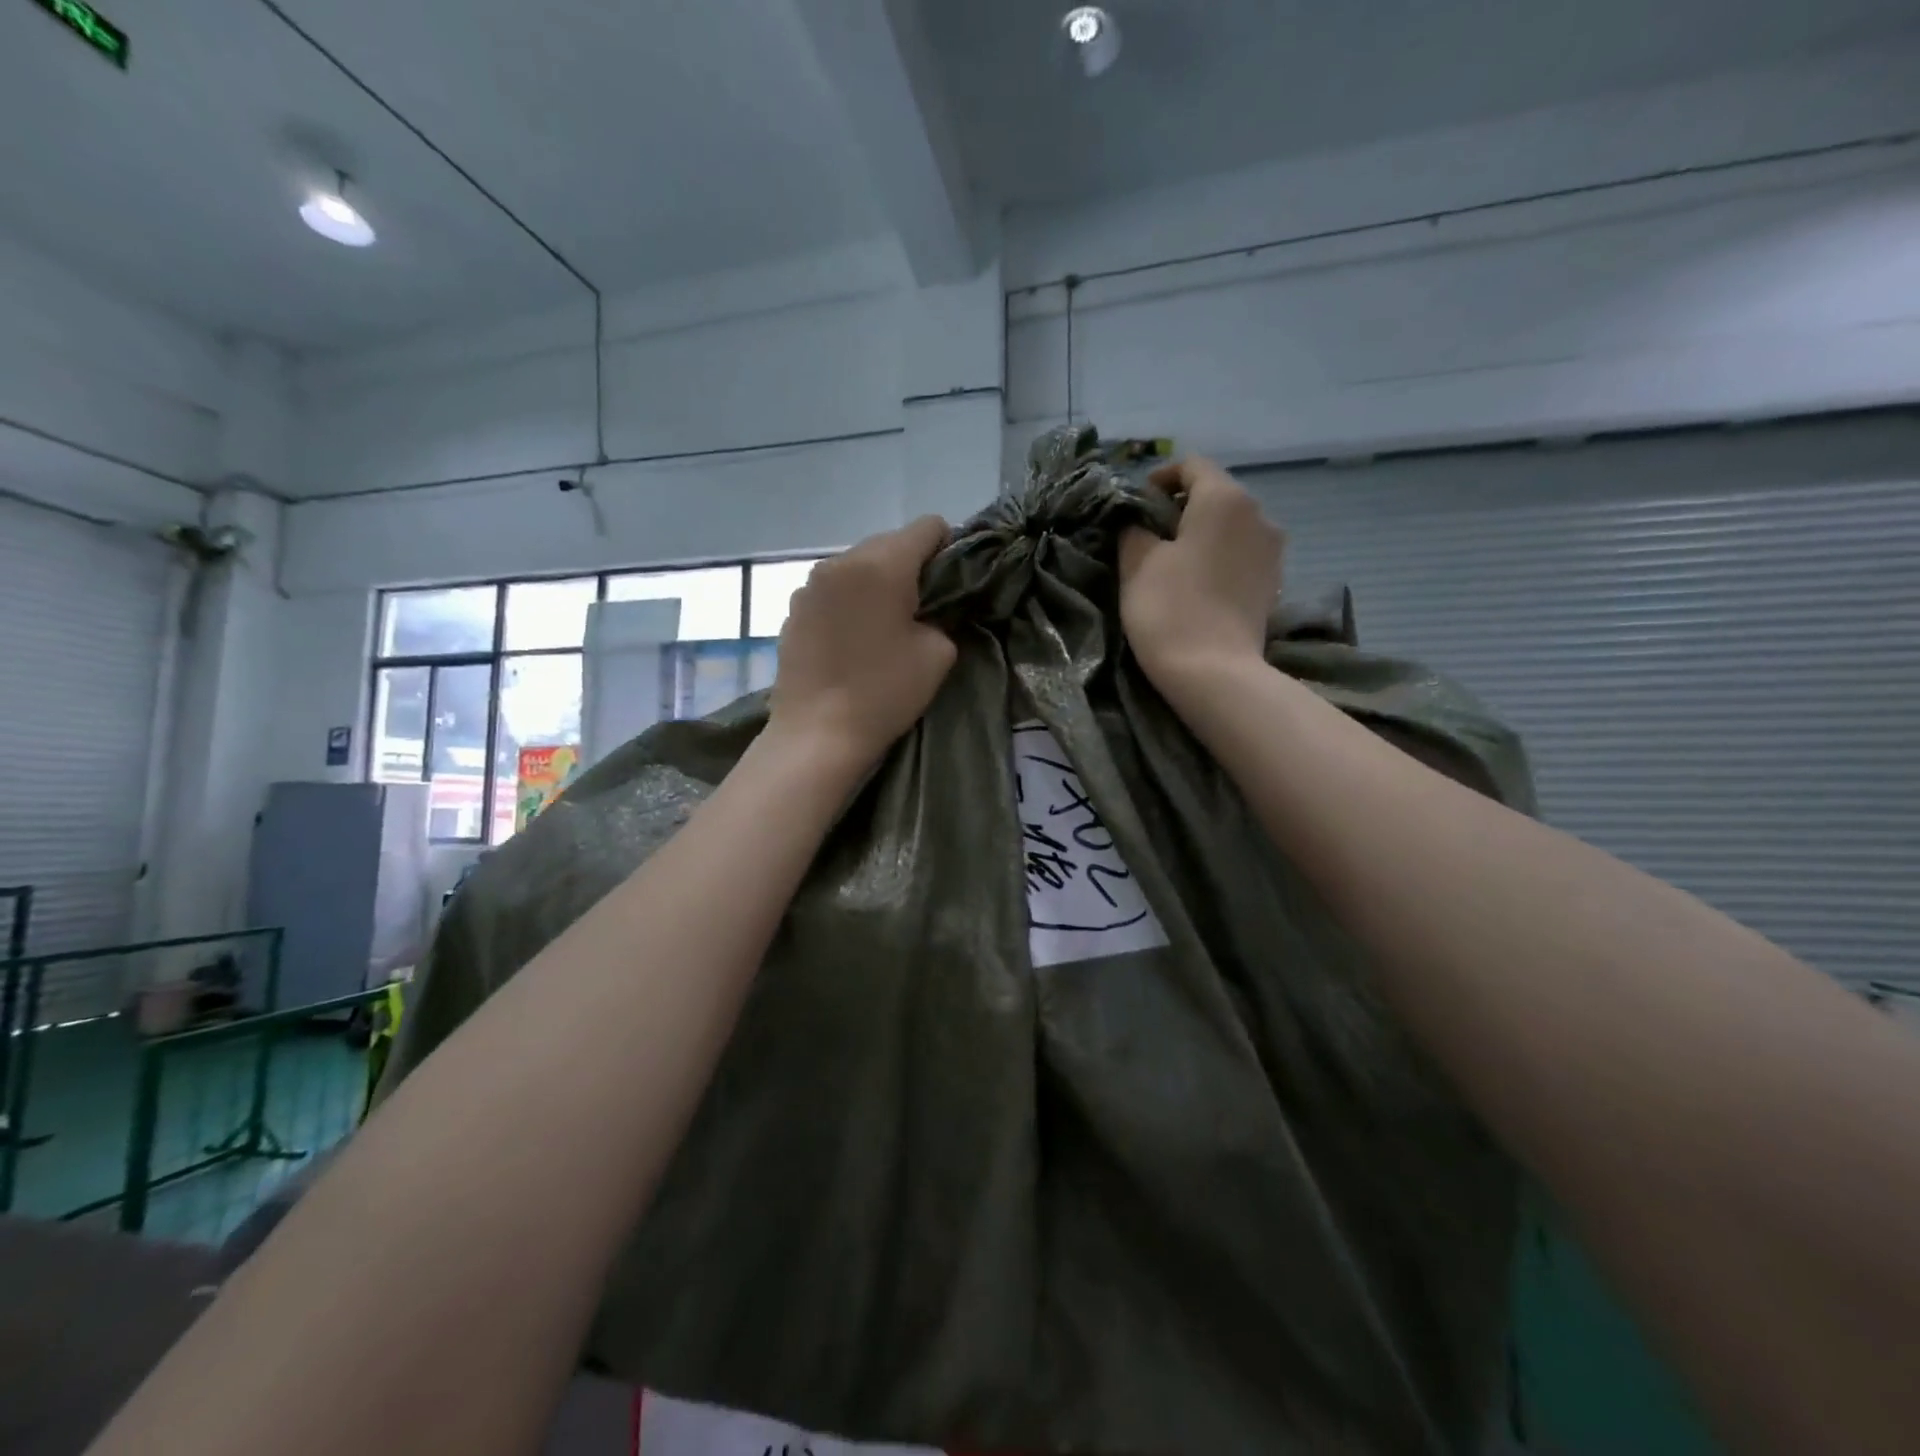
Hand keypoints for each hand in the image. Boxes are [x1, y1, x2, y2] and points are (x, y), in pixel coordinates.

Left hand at [769, 516, 957, 766]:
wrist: (817, 735)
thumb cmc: (884, 693)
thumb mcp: (938, 654)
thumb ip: (943, 616)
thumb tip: (929, 609)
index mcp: (881, 564)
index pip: (928, 527)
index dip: (948, 550)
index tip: (950, 586)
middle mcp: (840, 561)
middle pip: (889, 543)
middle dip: (910, 568)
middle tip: (920, 610)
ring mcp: (809, 585)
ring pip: (857, 567)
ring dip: (875, 584)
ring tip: (882, 626)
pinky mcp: (793, 610)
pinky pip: (832, 591)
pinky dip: (848, 603)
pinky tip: (851, 641)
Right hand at [1119, 457, 1283, 700]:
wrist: (1214, 672)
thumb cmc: (1170, 609)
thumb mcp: (1136, 562)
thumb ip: (1134, 528)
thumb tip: (1138, 521)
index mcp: (1225, 498)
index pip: (1191, 465)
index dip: (1159, 479)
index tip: (1135, 506)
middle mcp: (1258, 513)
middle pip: (1214, 493)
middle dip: (1180, 507)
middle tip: (1147, 535)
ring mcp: (1272, 549)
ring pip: (1230, 525)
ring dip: (1200, 534)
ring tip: (1171, 562)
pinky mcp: (1273, 581)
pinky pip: (1241, 553)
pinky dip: (1218, 556)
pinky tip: (1197, 583)